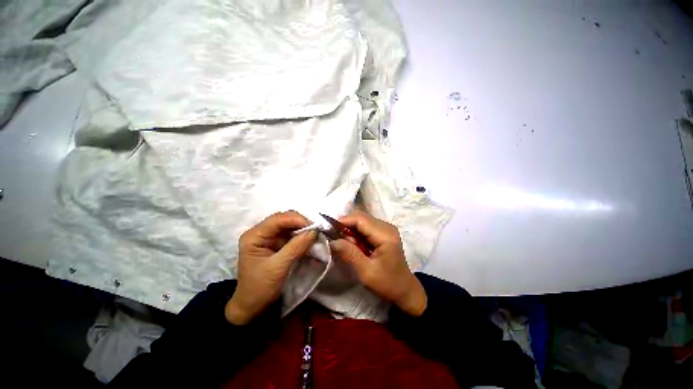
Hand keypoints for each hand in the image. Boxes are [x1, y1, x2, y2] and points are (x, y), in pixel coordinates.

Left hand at [226, 211, 315, 324]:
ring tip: (315, 236)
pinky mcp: (276, 244)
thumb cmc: (260, 288)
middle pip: (284, 219)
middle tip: (316, 231)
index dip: (297, 220)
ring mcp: (269, 237)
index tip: (314, 227)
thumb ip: (296, 247)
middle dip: (301, 223)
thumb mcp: (278, 267)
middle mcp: (261, 232)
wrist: (253, 307)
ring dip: (303, 229)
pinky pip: (292, 235)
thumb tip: (314, 231)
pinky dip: (302, 237)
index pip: (278, 219)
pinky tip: (310, 241)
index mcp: (254, 236)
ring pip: (290, 226)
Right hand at [329, 210, 426, 315]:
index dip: (343, 221)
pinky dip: (356, 233)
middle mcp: (386, 226)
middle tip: (337, 241)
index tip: (329, 231)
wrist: (405, 290)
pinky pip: (365, 227)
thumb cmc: (387, 283)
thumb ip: (349, 254)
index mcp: (385, 235)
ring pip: (362, 221)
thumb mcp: (366, 272)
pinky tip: (355, 245)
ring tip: (347, 245)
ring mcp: (386, 228)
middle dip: (346, 226)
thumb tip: (332, 241)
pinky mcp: (383, 232)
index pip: (360, 219)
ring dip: (350, 230)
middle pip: (360, 217)